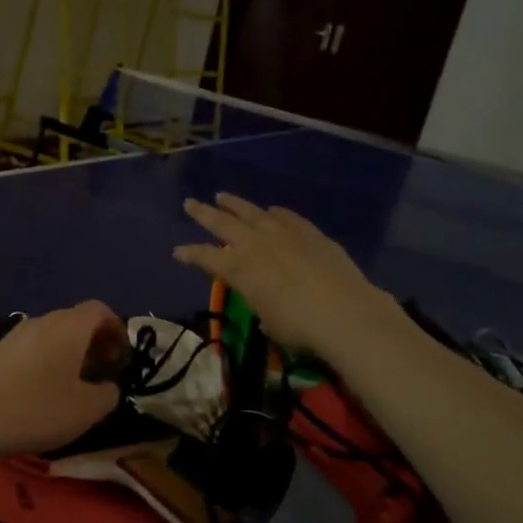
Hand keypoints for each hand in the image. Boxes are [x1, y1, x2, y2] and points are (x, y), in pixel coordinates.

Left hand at [0, 301, 125, 461]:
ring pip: (52, 334)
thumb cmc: (37, 411)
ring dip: (69, 351)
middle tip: (101, 372)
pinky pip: (32, 347)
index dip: (116, 330)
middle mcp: (42, 321)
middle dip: (94, 342)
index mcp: (69, 327)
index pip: (100, 310)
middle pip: (75, 320)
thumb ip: (109, 393)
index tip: (121, 358)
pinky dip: (46, 359)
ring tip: (73, 383)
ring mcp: (15, 334)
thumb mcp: (87, 410)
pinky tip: (42, 389)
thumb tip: (108, 385)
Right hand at [174, 193, 400, 357]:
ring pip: (253, 212)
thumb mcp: (268, 320)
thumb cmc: (298, 326)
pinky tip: (271, 210)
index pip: (206, 257)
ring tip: (223, 196)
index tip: (177, 251)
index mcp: (239, 268)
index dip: (189, 254)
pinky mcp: (310, 233)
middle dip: (203, 213)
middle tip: (190, 203)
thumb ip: (260, 303)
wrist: (345, 314)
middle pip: (223, 224)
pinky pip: (286, 217)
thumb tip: (267, 300)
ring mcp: (285, 234)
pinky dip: (274, 212)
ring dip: (236, 204)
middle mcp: (256, 244)